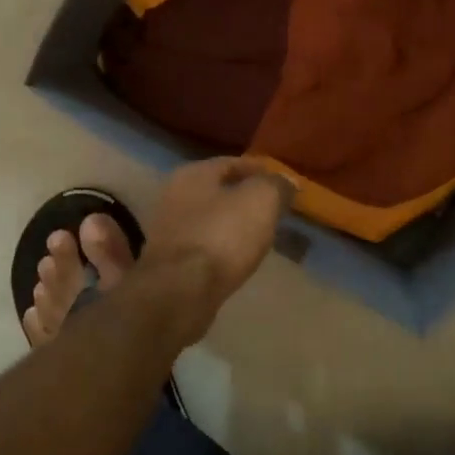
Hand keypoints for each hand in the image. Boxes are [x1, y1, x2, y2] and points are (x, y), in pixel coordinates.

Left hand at [136, 157, 292, 343]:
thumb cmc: (222, 236)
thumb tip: (285, 180)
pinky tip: (239, 258)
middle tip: (273, 209)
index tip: (282, 182)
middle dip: (245, 198)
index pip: (231, 163)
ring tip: (260, 234)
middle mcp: (174, 196)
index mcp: (192, 174)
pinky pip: (204, 246)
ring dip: (233, 225)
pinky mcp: (169, 263)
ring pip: (210, 220)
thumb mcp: (261, 201)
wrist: (180, 292)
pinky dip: (222, 248)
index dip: (259, 170)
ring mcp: (168, 231)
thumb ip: (275, 185)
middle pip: (218, 191)